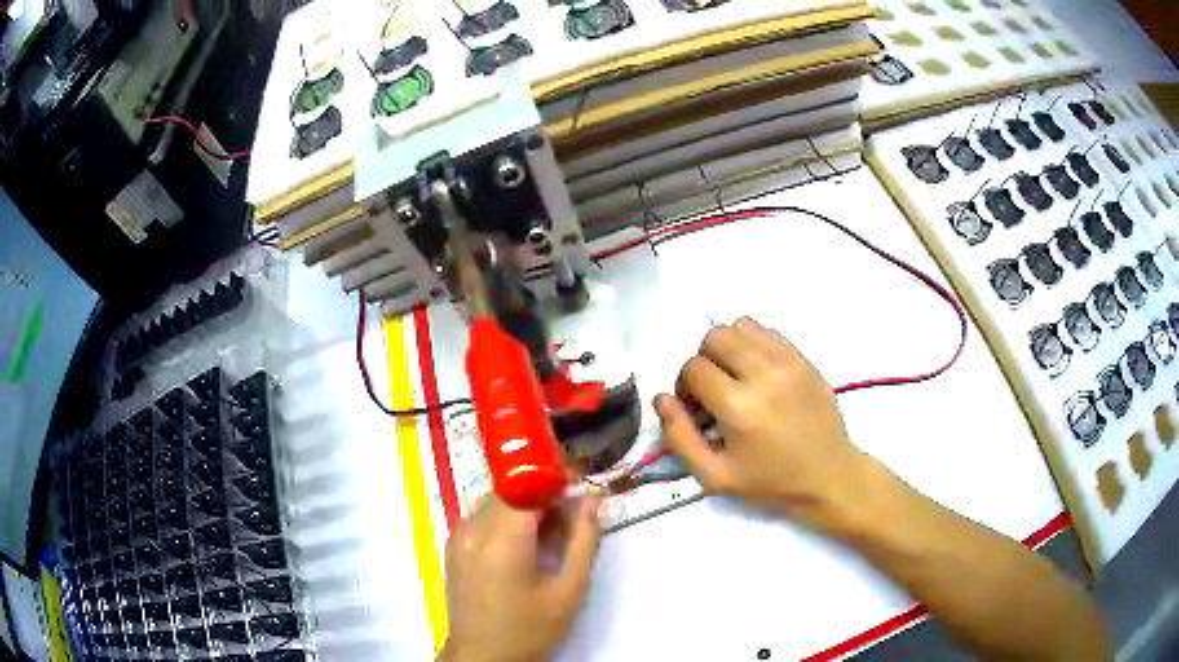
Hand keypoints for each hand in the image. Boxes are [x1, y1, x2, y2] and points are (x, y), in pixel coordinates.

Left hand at [441, 496, 601, 661]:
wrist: (482, 656)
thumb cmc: (530, 628)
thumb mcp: (568, 591)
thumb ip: (583, 541)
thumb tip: (592, 500)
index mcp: (503, 540)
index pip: (526, 483)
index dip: (553, 476)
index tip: (578, 484)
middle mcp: (474, 529)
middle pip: (510, 489)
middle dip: (542, 492)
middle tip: (570, 516)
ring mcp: (458, 536)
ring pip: (495, 501)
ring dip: (523, 505)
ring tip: (548, 535)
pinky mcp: (452, 546)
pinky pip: (481, 517)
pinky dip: (504, 519)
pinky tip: (521, 547)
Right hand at [655, 316, 867, 530]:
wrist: (828, 476)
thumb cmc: (770, 482)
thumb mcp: (715, 476)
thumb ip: (679, 437)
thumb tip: (661, 398)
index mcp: (739, 406)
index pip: (693, 367)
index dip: (685, 387)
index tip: (696, 408)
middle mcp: (763, 373)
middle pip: (714, 336)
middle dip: (704, 361)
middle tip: (714, 390)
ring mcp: (788, 361)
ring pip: (741, 325)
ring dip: (729, 348)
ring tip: (737, 378)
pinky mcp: (804, 358)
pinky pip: (768, 331)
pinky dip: (754, 345)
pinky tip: (759, 374)